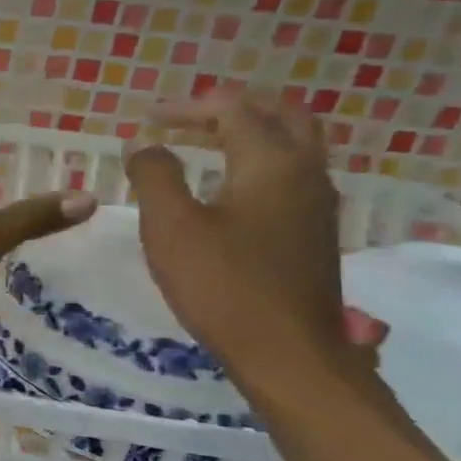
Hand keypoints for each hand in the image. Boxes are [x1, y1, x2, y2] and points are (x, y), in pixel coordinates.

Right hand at [126, 89, 358, 395]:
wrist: (287, 352)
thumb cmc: (222, 285)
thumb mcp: (170, 227)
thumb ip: (154, 177)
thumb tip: (144, 146)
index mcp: (272, 163)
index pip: (233, 111)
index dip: (186, 108)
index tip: (145, 121)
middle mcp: (305, 172)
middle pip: (280, 115)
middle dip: (230, 109)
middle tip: (185, 119)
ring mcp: (316, 203)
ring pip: (292, 143)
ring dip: (249, 132)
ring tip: (203, 143)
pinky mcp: (314, 231)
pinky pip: (291, 172)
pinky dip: (258, 159)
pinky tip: (227, 185)